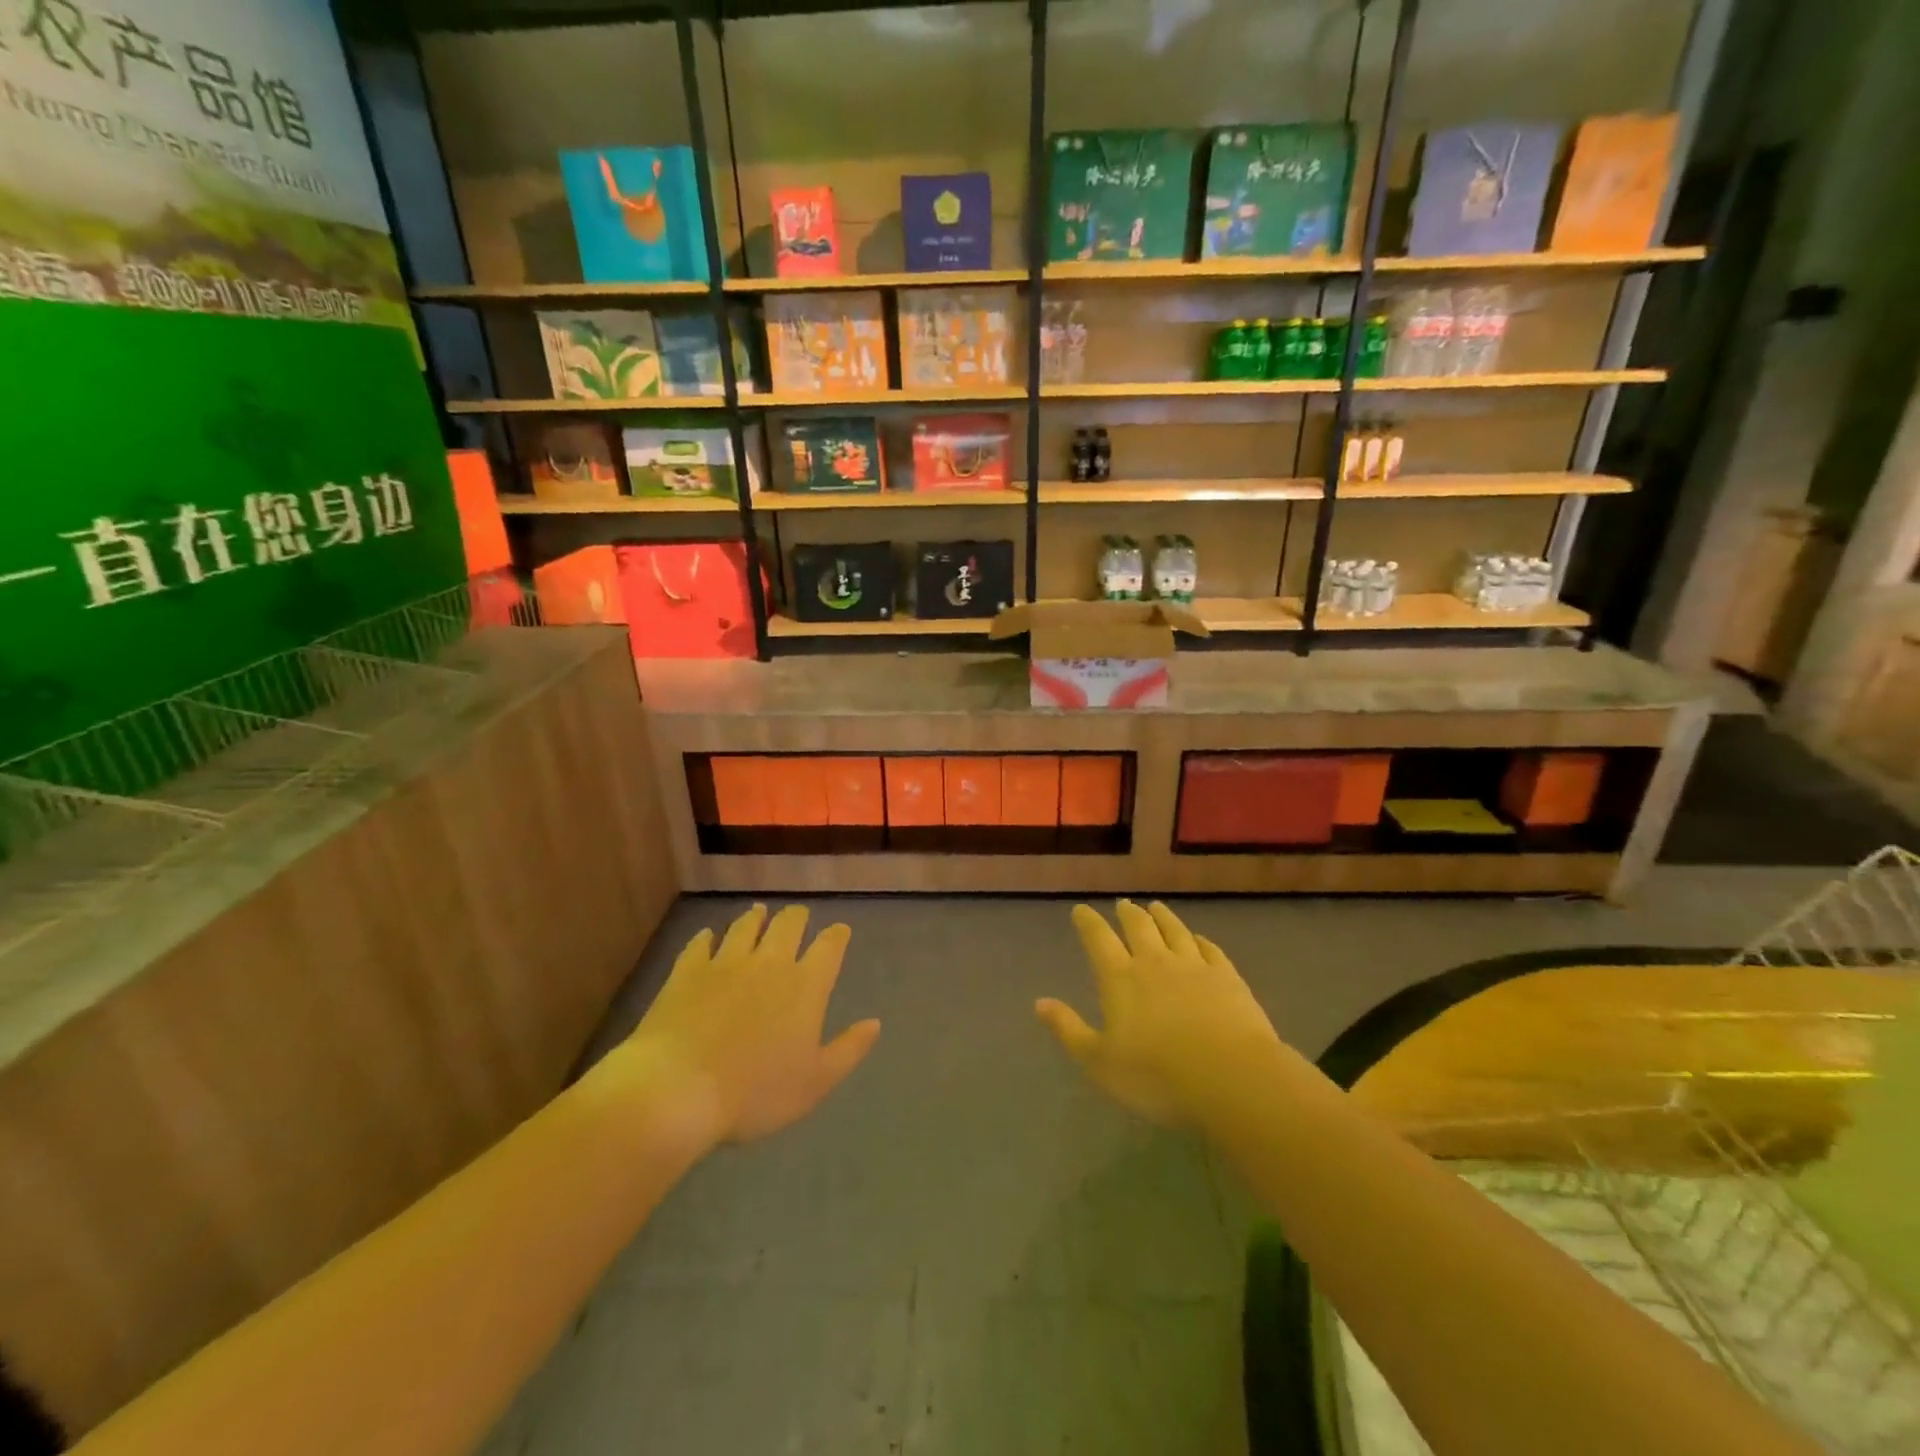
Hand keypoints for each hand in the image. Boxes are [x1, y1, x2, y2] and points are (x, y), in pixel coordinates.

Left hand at [625, 904, 880, 1148]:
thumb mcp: (815, 1083)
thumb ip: (848, 1049)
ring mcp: (725, 962)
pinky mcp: (687, 971)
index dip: (837, 936)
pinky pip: (701, 943)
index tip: (840, 931)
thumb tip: (875, 1023)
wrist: (677, 1089)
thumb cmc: (754, 1093)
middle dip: (797, 917)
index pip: (829, 947)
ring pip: (746, 926)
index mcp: (805, 985)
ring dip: (756, 918)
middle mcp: (769, 962)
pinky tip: (708, 936)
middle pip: (788, 925)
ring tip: (759, 912)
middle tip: (798, 916)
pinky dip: (708, 937)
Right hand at [1036, 900, 1283, 1126]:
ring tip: (1156, 908)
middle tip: (1123, 905)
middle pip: (1138, 927)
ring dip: (1163, 917)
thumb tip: (1039, 1003)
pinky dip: (1200, 940)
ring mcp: (1194, 967)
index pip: (1099, 940)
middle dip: (1128, 914)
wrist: (1231, 1078)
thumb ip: (1069, 1030)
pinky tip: (1199, 939)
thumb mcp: (1100, 1062)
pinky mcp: (1228, 978)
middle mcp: (1155, 963)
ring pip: (1175, 931)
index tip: (1081, 910)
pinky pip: (1210, 950)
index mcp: (1120, 979)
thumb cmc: (1157, 1076)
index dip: (1088, 923)